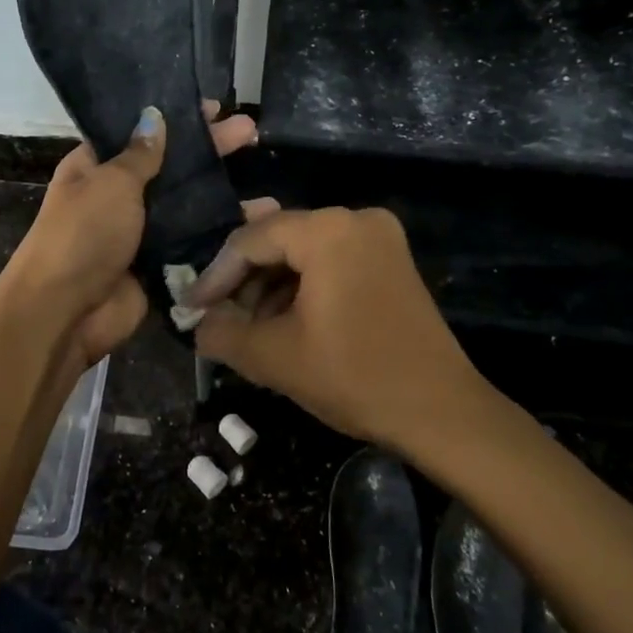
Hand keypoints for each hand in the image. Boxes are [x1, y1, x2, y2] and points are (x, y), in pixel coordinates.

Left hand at [2, 104, 272, 368]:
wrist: (66, 312)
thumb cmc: (84, 235)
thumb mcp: (111, 183)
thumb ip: (140, 154)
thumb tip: (154, 117)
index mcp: (95, 168)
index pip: (139, 133)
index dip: (175, 119)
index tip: (213, 108)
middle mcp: (118, 196)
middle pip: (171, 167)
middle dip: (209, 151)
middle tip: (250, 132)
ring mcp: (140, 232)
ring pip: (186, 208)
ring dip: (222, 196)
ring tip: (265, 190)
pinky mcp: (157, 265)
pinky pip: (193, 244)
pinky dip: (221, 235)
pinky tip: (258, 224)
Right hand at [188, 207, 493, 449]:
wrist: (442, 412)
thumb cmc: (355, 378)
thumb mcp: (274, 358)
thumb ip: (222, 333)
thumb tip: (198, 324)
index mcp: (328, 231)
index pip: (250, 240)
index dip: (215, 276)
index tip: (190, 308)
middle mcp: (355, 219)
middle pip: (278, 240)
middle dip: (243, 281)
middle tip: (217, 317)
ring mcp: (379, 238)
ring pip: (303, 252)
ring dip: (270, 286)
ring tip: (248, 326)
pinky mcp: (390, 261)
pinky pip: (330, 261)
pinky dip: (302, 287)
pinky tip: (283, 321)